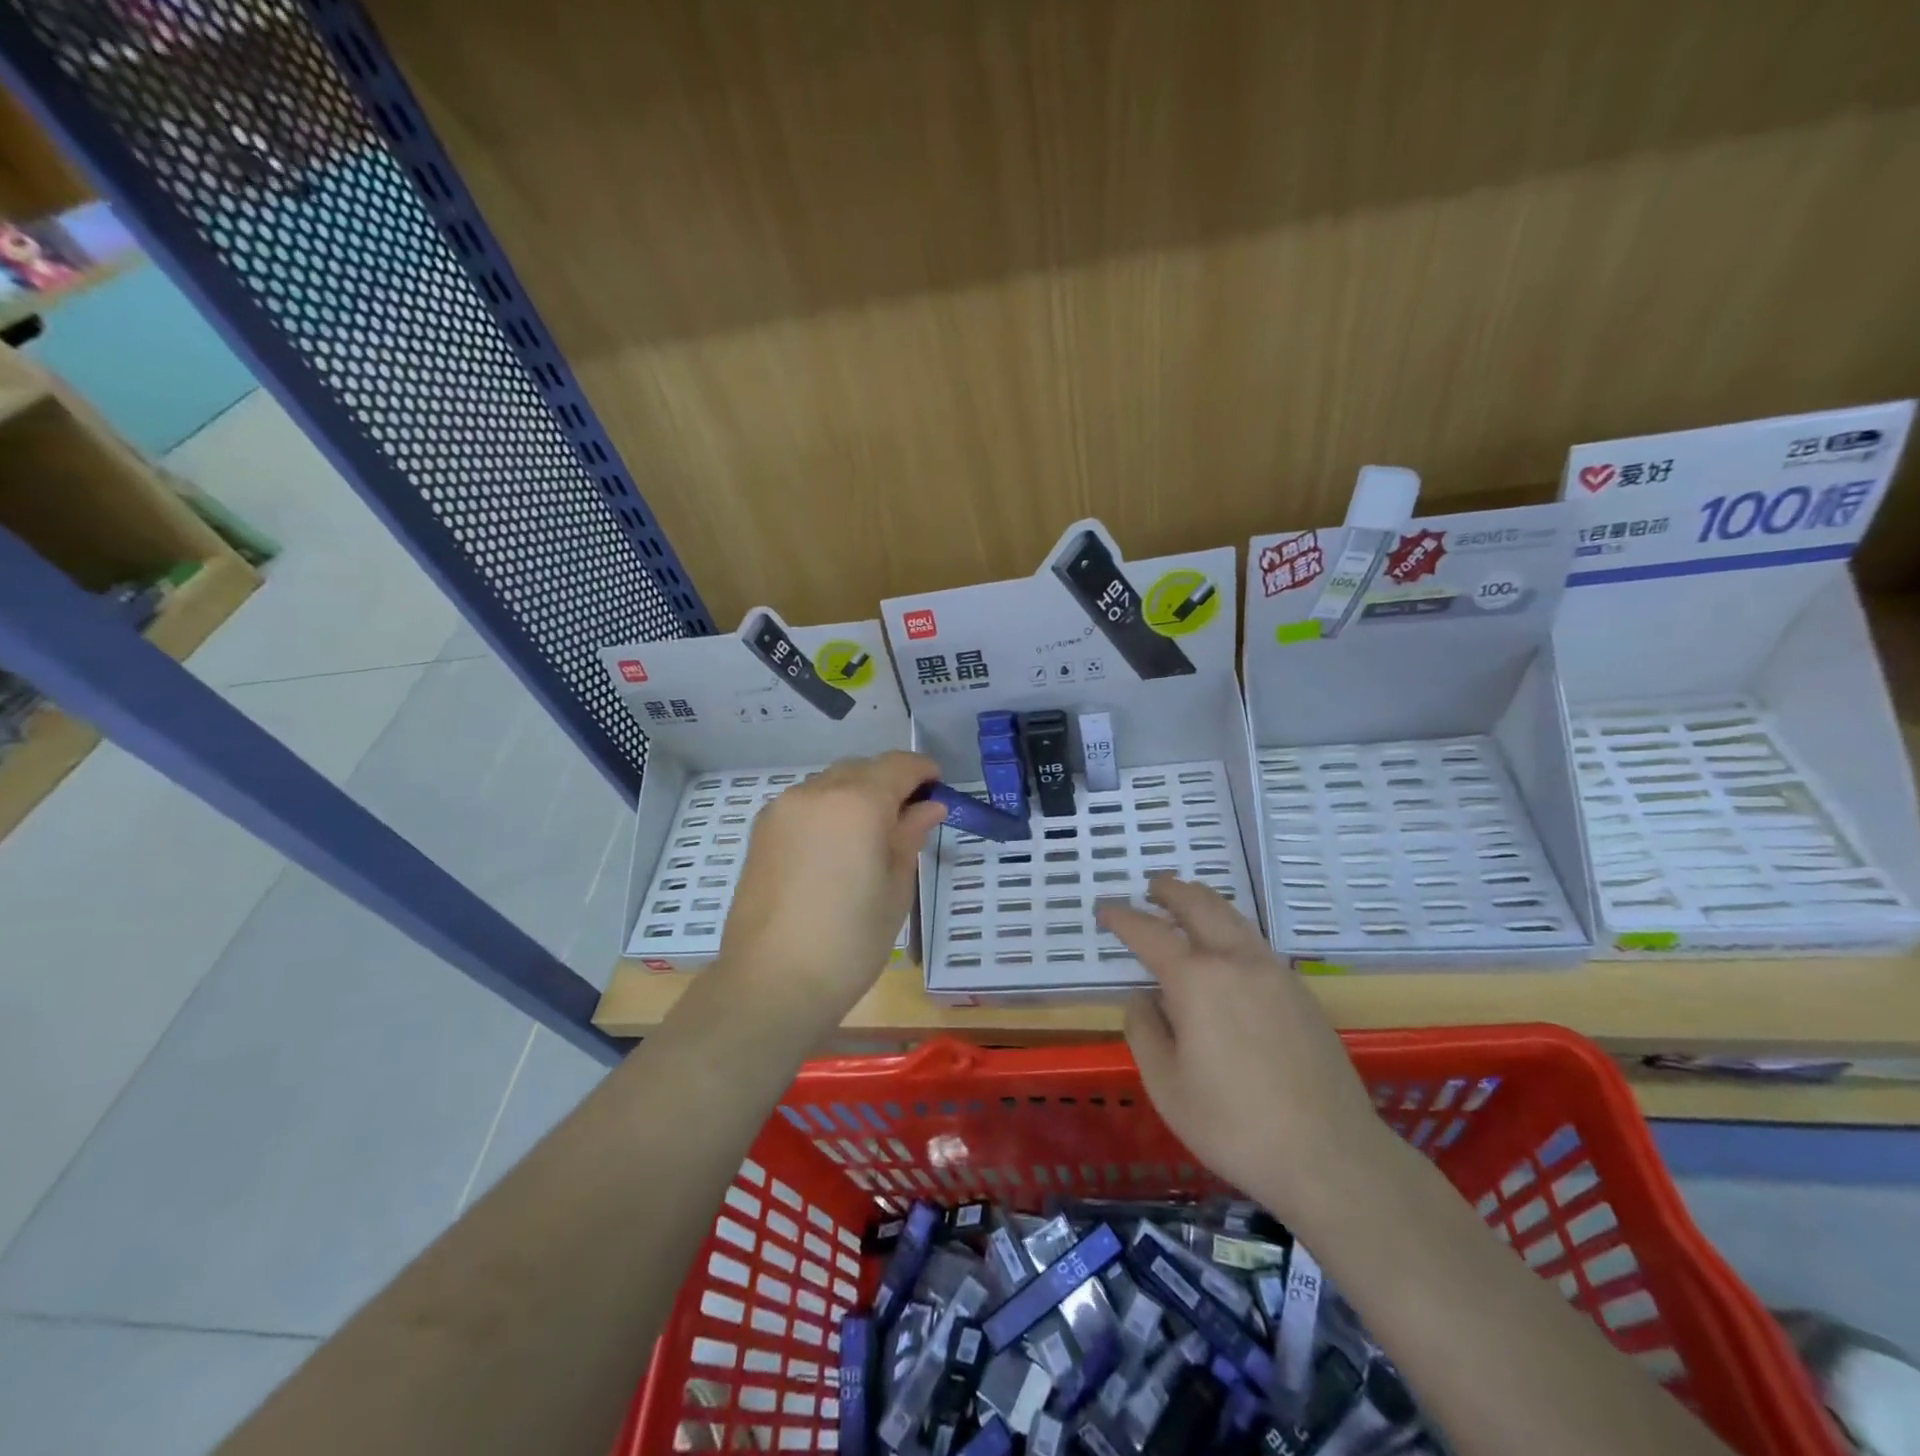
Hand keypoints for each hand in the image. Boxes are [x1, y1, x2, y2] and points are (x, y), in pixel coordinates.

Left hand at [717, 752, 946, 1029]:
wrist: (772, 981)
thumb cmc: (850, 940)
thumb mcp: (896, 888)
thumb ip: (910, 835)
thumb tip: (928, 807)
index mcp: (858, 802)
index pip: (899, 766)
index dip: (923, 771)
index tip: (938, 788)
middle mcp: (817, 792)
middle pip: (863, 769)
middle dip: (889, 782)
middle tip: (908, 817)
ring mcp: (783, 808)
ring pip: (831, 782)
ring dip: (856, 793)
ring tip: (870, 835)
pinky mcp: (762, 830)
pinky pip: (805, 802)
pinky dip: (828, 809)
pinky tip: (835, 846)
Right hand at [1098, 877, 1388, 1224]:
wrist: (1331, 1156)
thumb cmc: (1234, 1124)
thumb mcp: (1166, 1085)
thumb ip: (1144, 1031)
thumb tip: (1143, 997)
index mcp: (1196, 979)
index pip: (1149, 933)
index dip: (1122, 918)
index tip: (1104, 910)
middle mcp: (1235, 961)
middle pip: (1199, 905)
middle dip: (1171, 890)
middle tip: (1151, 886)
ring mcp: (1274, 972)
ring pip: (1233, 917)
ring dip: (1203, 902)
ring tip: (1185, 903)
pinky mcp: (1300, 991)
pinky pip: (1255, 941)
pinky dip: (1229, 927)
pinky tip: (1225, 948)